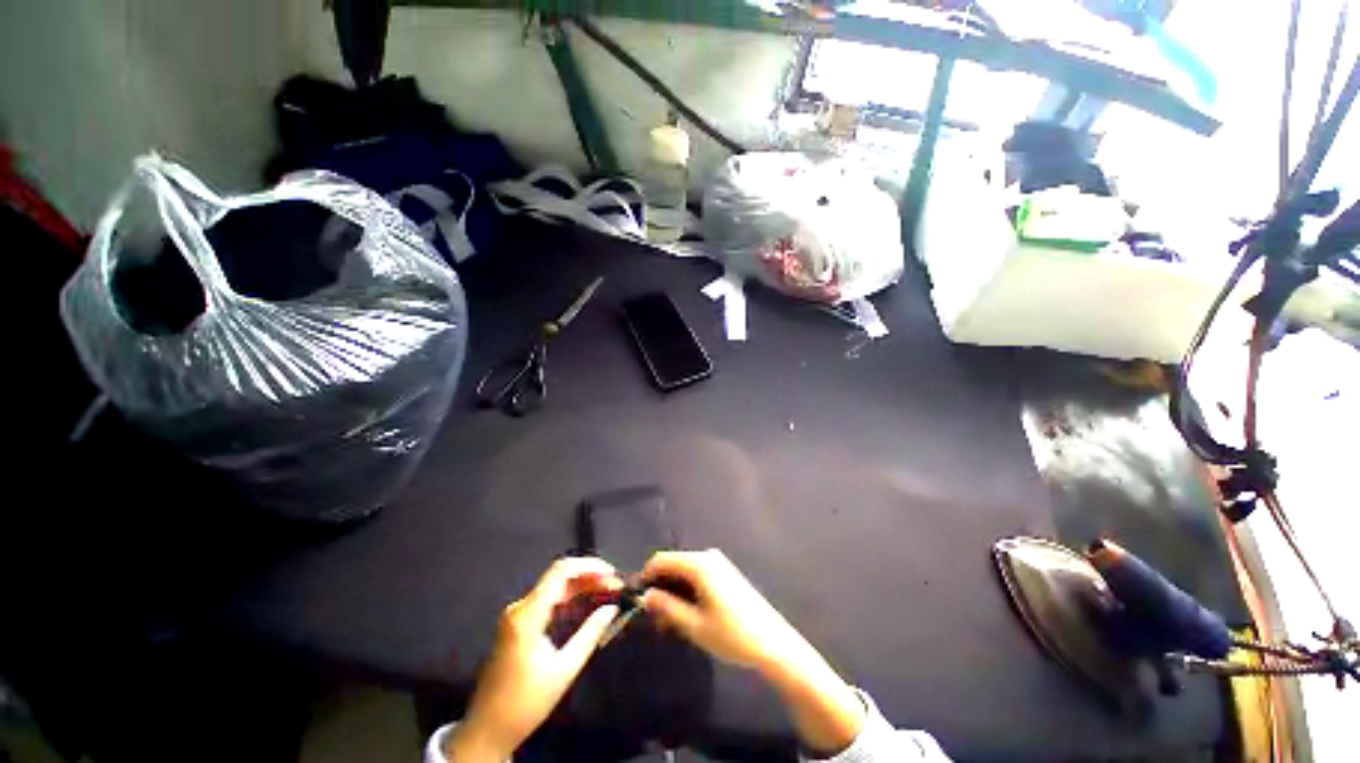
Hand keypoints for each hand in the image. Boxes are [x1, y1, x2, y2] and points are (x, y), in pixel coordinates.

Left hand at [445, 557, 621, 762]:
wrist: (487, 730)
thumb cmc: (526, 703)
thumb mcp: (563, 670)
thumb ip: (590, 634)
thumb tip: (612, 608)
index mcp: (527, 615)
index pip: (561, 572)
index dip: (589, 566)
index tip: (612, 574)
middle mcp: (520, 607)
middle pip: (559, 576)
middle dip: (589, 576)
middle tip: (615, 585)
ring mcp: (517, 614)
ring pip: (555, 586)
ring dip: (581, 585)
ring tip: (607, 590)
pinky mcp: (518, 623)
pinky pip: (548, 599)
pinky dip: (570, 596)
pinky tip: (587, 601)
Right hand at [639, 548, 808, 673]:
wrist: (773, 643)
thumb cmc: (732, 635)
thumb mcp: (695, 625)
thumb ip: (667, 607)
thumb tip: (645, 596)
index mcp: (699, 564)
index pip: (661, 560)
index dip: (646, 577)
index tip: (637, 600)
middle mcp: (707, 556)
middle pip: (673, 564)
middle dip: (660, 588)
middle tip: (654, 618)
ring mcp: (718, 563)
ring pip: (685, 571)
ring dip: (673, 592)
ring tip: (669, 622)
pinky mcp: (726, 573)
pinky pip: (698, 575)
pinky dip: (687, 591)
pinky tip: (687, 614)